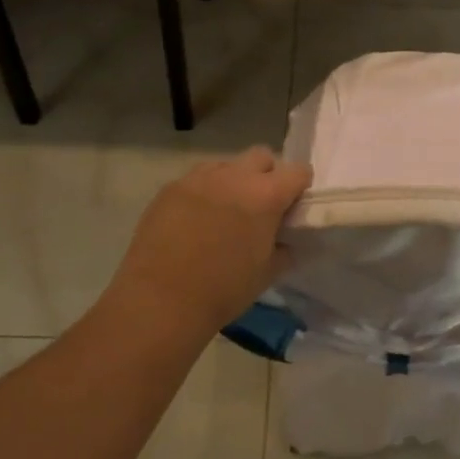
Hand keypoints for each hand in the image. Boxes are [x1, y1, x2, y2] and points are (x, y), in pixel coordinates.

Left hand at [107, 147, 312, 338]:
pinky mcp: (171, 188)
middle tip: (259, 207)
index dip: (299, 187)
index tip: (292, 207)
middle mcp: (235, 176)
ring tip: (223, 213)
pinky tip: (195, 221)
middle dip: (267, 175)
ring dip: (233, 181)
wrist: (160, 302)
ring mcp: (199, 178)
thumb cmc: (222, 291)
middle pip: (261, 156)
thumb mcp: (266, 274)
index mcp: (266, 196)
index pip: (298, 171)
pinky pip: (197, 179)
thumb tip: (286, 239)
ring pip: (227, 165)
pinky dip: (204, 192)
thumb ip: (284, 248)